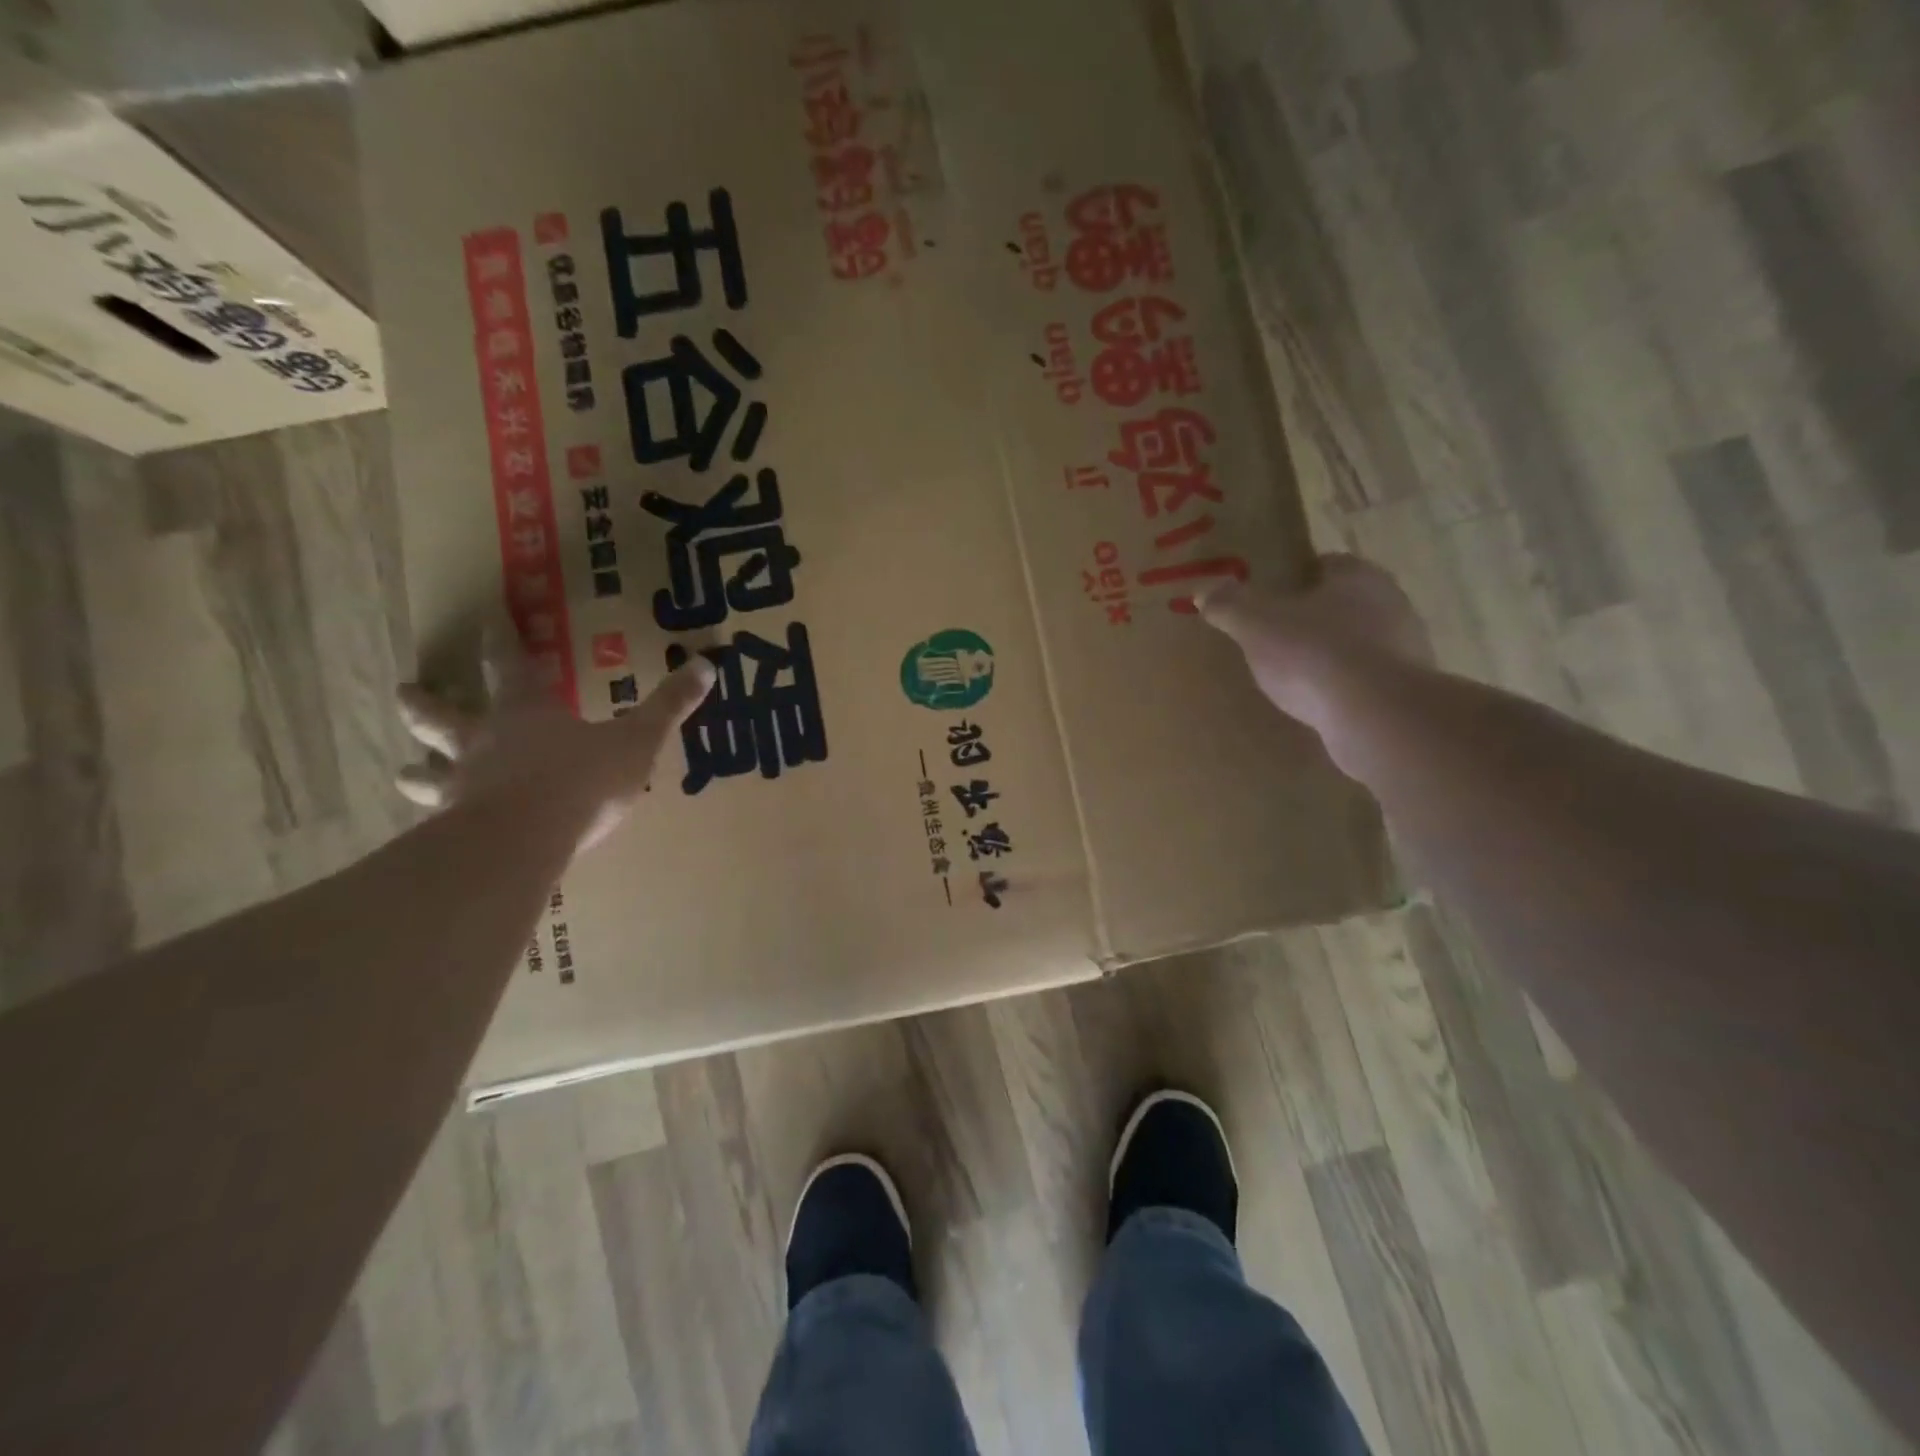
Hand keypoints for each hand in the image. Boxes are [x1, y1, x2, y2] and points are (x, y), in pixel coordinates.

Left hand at [395, 627, 713, 856]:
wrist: (526, 841)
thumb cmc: (582, 780)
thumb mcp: (638, 740)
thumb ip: (669, 706)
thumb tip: (707, 665)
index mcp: (526, 714)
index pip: (510, 666)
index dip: (502, 641)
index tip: (488, 619)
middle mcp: (484, 743)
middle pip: (445, 716)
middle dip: (426, 703)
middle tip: (404, 691)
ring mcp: (464, 788)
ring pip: (429, 774)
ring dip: (416, 771)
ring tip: (402, 771)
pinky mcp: (456, 832)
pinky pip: (438, 826)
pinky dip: (432, 828)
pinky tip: (427, 840)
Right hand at [1199, 554, 1428, 731]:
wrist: (1374, 714)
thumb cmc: (1313, 653)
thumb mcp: (1256, 625)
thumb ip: (1230, 606)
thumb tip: (1204, 590)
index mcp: (1358, 576)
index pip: (1328, 564)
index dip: (1298, 578)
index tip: (1273, 597)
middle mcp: (1391, 603)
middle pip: (1347, 602)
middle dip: (1317, 617)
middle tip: (1280, 636)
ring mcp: (1407, 647)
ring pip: (1362, 641)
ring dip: (1335, 654)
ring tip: (1298, 676)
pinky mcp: (1407, 689)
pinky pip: (1370, 680)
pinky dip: (1348, 687)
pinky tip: (1322, 704)